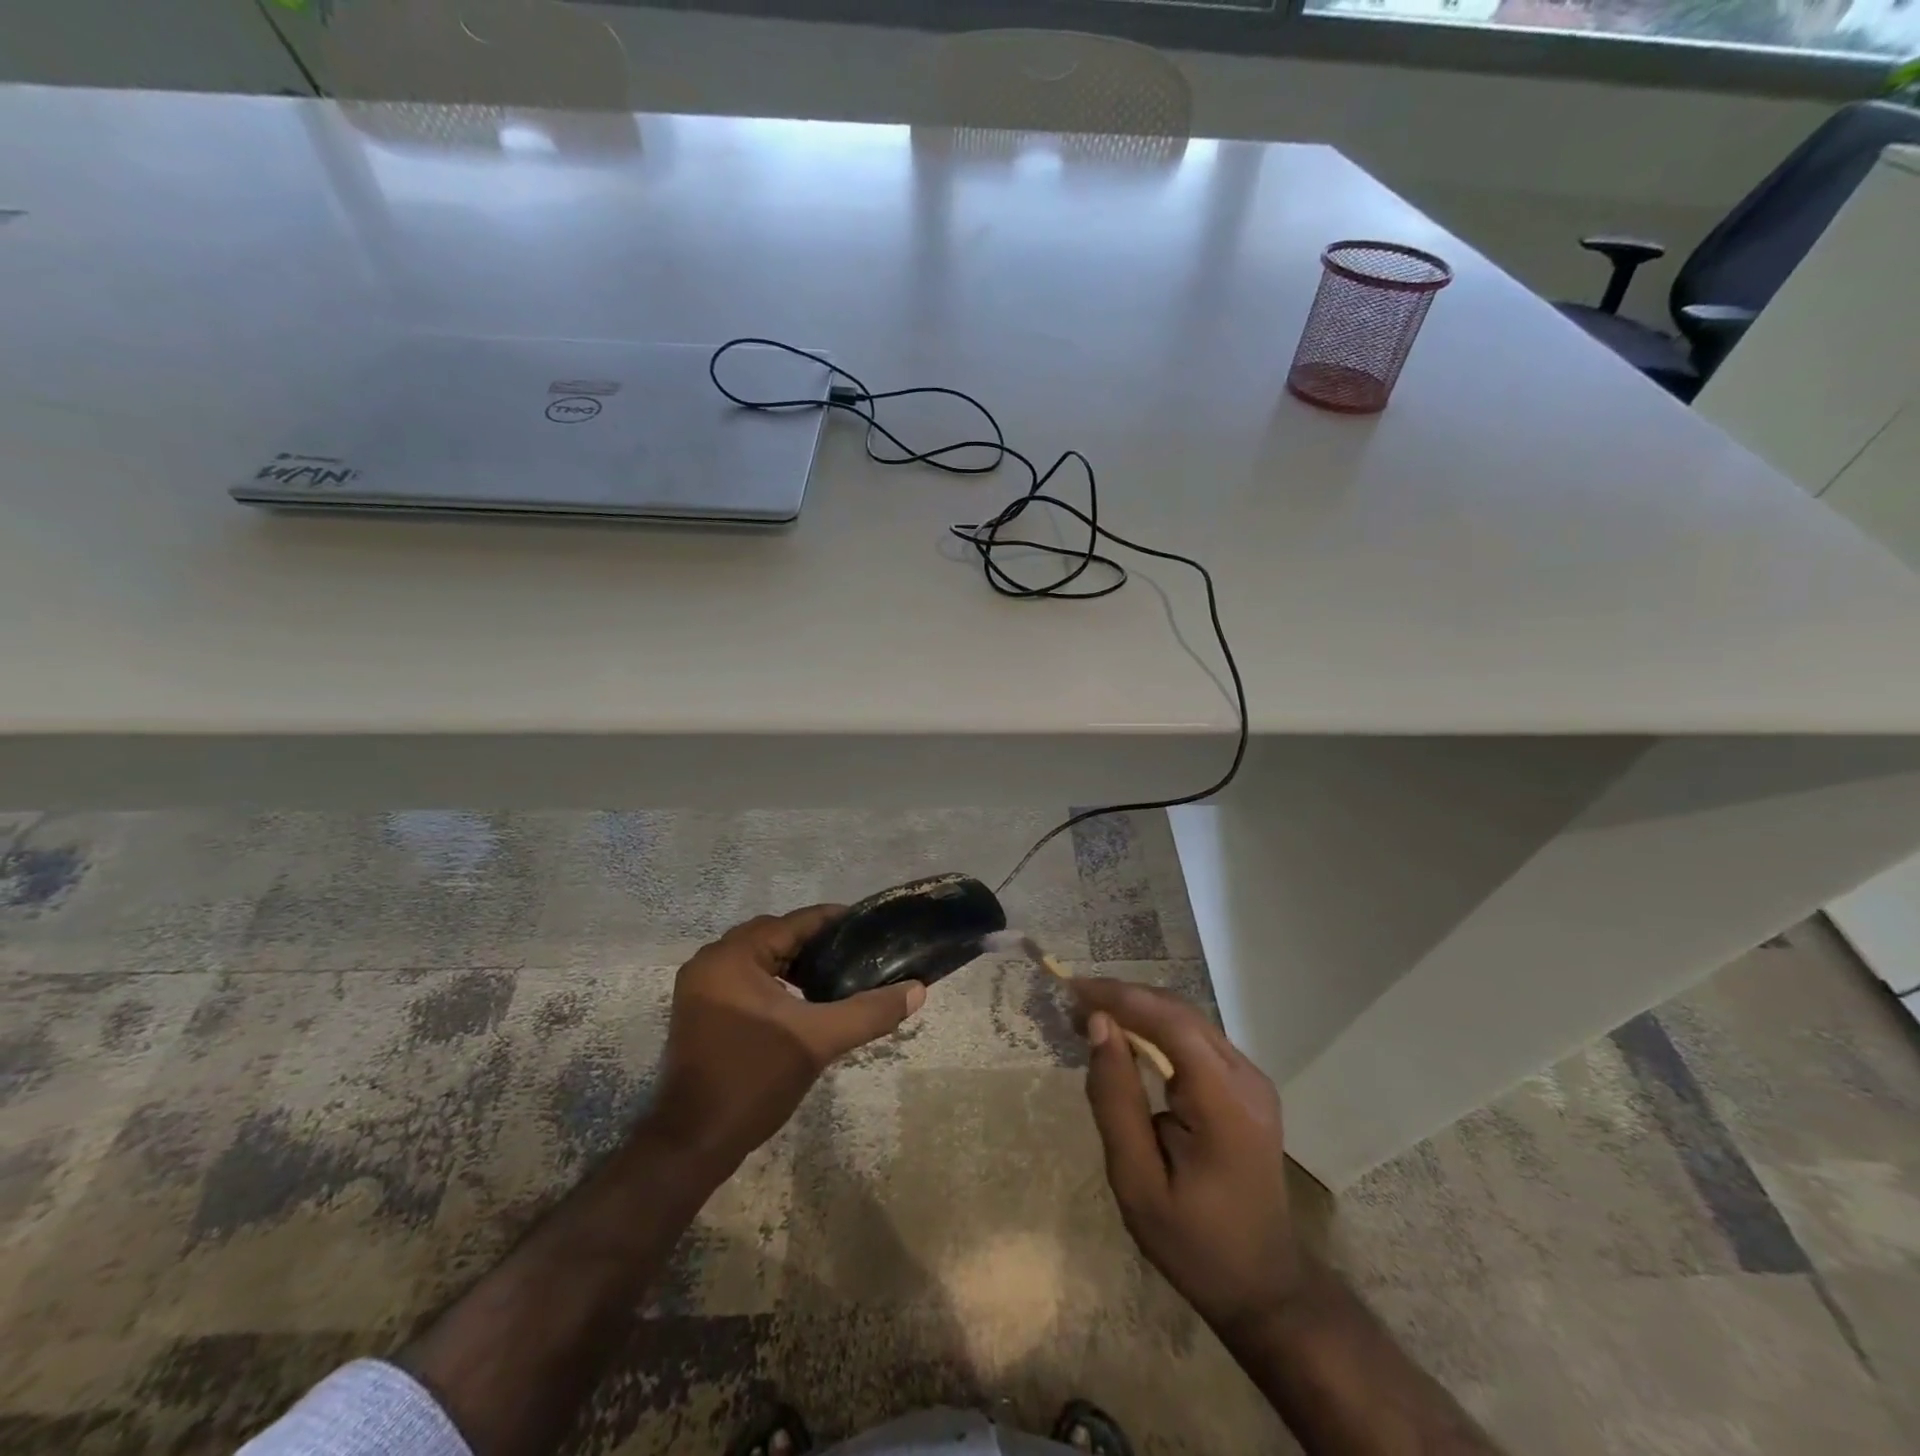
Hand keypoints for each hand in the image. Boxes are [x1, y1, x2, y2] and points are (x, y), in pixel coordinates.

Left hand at [645, 906, 925, 1174]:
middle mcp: (711, 961)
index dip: (835, 922)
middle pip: (775, 936)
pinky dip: (775, 982)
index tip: (871, 928)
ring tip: (836, 975)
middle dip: (816, 943)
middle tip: (858, 954)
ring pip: (760, 959)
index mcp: (732, 956)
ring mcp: (700, 988)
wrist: (692, 1145)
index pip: (793, 922)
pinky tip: (803, 1001)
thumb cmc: (753, 1080)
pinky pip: (746, 979)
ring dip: (795, 963)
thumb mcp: (817, 1041)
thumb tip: (918, 990)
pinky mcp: (700, 1012)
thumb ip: (869, 1011)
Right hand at [1073, 980, 1303, 1334]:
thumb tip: (1099, 1026)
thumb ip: (1115, 1100)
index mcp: (1226, 1103)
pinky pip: (1195, 1041)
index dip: (1120, 997)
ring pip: (1187, 1021)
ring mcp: (1252, 1080)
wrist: (1263, 1287)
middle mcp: (1246, 1078)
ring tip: (1089, 1016)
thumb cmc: (1194, 1245)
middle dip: (1124, 998)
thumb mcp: (1138, 1182)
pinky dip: (1155, 1030)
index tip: (1072, 990)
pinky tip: (1125, 1039)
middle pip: (1180, 1013)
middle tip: (1072, 1003)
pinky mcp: (1246, 1087)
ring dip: (1138, 1011)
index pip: (1171, 1023)